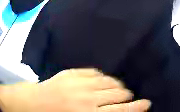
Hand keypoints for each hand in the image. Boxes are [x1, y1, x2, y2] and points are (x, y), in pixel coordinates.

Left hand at [0, 69, 150, 111]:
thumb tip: (120, 111)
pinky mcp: (72, 72)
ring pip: (110, 81)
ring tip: (115, 90)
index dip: (138, 106)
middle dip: (126, 97)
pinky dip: (103, 77)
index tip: (147, 103)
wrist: (32, 103)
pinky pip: (96, 72)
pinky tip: (101, 82)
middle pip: (119, 93)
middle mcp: (87, 97)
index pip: (123, 110)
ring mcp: (79, 82)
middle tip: (125, 99)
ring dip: (117, 86)